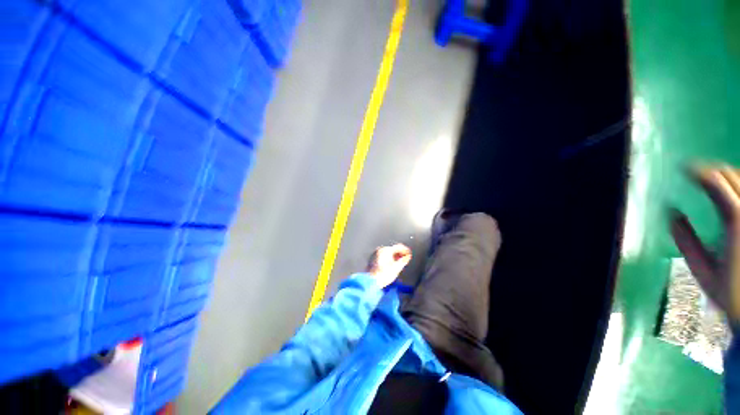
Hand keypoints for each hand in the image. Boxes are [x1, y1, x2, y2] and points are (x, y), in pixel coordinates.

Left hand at [366, 244, 411, 287]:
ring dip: (394, 256)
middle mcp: (380, 250)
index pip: (399, 246)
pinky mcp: (372, 259)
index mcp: (386, 250)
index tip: (409, 254)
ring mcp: (375, 254)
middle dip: (400, 254)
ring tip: (398, 263)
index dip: (406, 250)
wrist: (371, 281)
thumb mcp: (397, 267)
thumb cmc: (384, 275)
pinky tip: (390, 265)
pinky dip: (388, 258)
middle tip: (405, 259)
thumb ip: (404, 260)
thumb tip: (407, 257)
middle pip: (393, 249)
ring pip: (387, 252)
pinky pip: (383, 256)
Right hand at [671, 166, 739, 321]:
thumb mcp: (702, 270)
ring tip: (712, 182)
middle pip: (733, 175)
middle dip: (713, 170)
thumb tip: (670, 212)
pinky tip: (731, 194)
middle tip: (695, 174)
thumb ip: (685, 240)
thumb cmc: (730, 293)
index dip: (697, 171)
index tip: (681, 169)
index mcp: (736, 221)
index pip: (716, 182)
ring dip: (727, 177)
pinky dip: (737, 188)